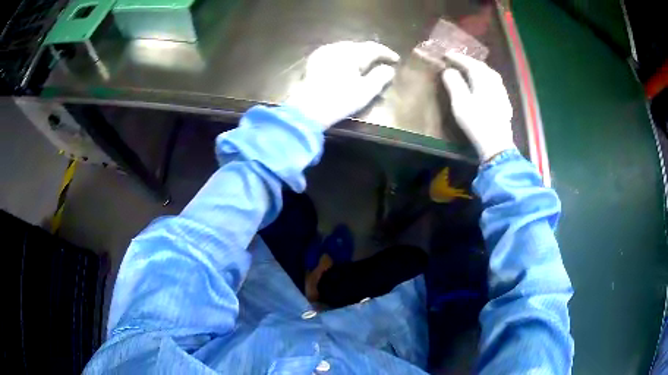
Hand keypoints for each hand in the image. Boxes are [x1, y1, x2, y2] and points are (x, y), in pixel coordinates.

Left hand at [285, 41, 399, 128]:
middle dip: (371, 52)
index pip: (373, 48)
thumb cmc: (340, 99)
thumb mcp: (366, 91)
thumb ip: (380, 77)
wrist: (308, 108)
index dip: (386, 53)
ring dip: (357, 53)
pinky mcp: (314, 60)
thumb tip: (389, 69)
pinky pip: (334, 53)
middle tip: (381, 60)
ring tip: (365, 62)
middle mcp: (337, 47)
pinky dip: (344, 57)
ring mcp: (324, 52)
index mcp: (352, 53)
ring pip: (345, 48)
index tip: (396, 59)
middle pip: (358, 46)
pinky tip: (345, 64)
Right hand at [441, 52, 515, 161]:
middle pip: (482, 67)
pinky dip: (486, 78)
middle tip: (457, 60)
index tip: (446, 54)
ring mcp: (502, 93)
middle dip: (469, 61)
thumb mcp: (461, 103)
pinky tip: (484, 85)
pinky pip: (495, 83)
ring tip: (470, 69)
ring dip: (479, 69)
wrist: (497, 144)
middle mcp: (495, 83)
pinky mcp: (504, 103)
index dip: (458, 58)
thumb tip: (448, 71)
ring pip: (491, 74)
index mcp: (483, 80)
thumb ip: (454, 84)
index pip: (470, 63)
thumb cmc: (477, 122)